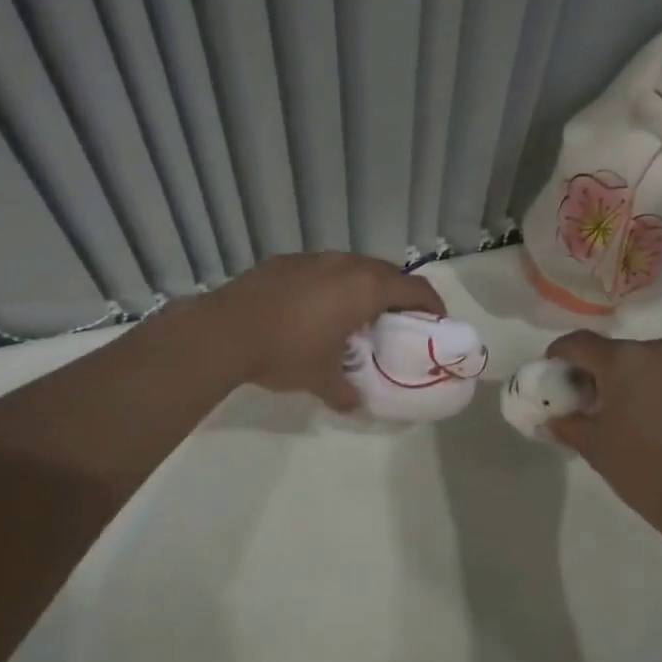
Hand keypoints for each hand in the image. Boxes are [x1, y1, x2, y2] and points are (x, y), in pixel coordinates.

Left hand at [205, 253, 445, 410]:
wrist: (225, 330)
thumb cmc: (286, 352)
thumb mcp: (321, 379)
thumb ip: (345, 391)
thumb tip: (355, 403)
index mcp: (365, 288)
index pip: (415, 288)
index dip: (432, 304)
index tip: (436, 321)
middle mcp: (345, 264)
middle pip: (387, 272)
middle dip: (398, 294)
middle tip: (396, 320)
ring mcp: (314, 258)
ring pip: (352, 266)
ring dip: (362, 286)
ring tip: (354, 315)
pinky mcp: (286, 260)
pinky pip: (322, 269)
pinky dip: (330, 285)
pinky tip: (313, 308)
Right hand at [543, 330, 661, 539]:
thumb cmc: (643, 468)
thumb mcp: (593, 446)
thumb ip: (565, 423)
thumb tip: (550, 419)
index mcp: (623, 358)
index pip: (578, 342)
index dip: (558, 355)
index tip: (550, 375)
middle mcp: (656, 350)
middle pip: (612, 351)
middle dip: (593, 370)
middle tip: (582, 401)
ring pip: (641, 362)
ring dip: (624, 378)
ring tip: (617, 411)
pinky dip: (651, 386)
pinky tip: (649, 417)